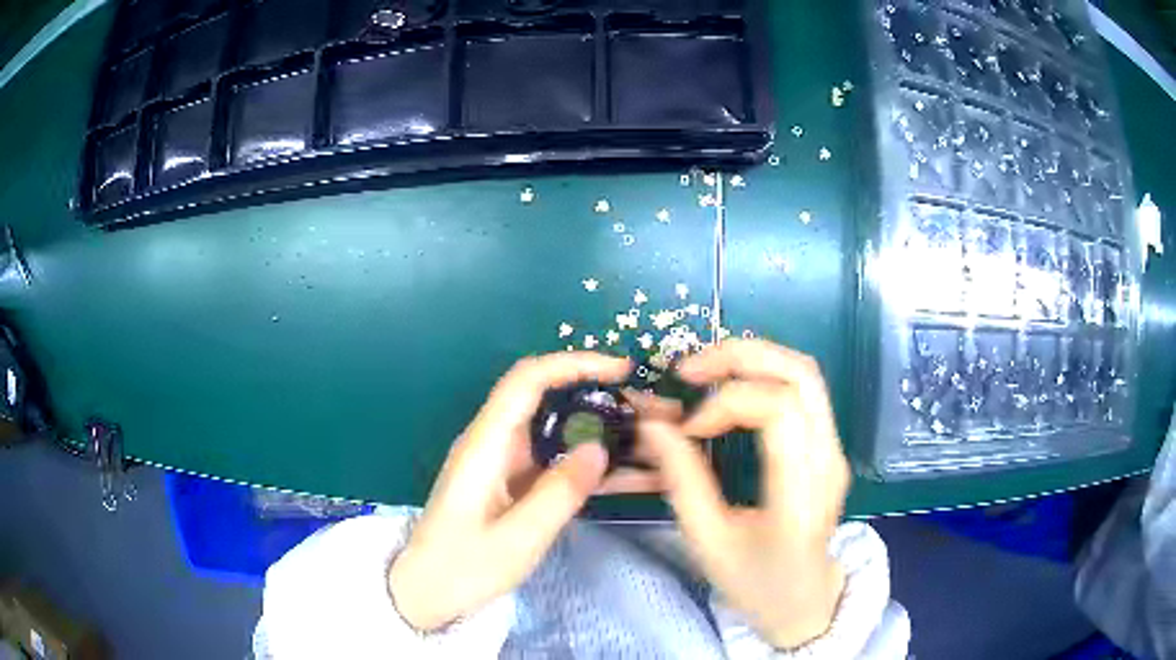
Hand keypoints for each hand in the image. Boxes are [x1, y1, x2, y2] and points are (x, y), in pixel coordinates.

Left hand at [388, 352, 630, 630]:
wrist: (427, 592)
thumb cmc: (463, 567)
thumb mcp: (518, 538)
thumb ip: (559, 493)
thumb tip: (599, 448)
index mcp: (485, 444)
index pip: (528, 380)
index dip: (574, 364)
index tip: (620, 370)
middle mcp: (492, 442)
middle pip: (543, 397)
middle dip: (592, 393)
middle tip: (640, 408)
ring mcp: (501, 462)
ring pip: (553, 429)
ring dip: (594, 429)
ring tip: (641, 440)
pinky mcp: (510, 482)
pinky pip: (552, 459)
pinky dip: (585, 460)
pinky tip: (620, 473)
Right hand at [639, 339, 850, 648]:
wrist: (805, 602)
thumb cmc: (755, 582)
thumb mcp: (709, 541)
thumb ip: (682, 481)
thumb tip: (653, 424)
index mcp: (801, 494)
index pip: (779, 410)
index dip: (726, 403)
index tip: (688, 428)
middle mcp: (828, 460)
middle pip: (800, 374)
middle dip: (741, 356)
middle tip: (690, 369)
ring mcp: (835, 450)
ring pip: (805, 373)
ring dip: (754, 358)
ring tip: (706, 371)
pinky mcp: (830, 446)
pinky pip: (803, 390)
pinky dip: (765, 375)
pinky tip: (731, 388)